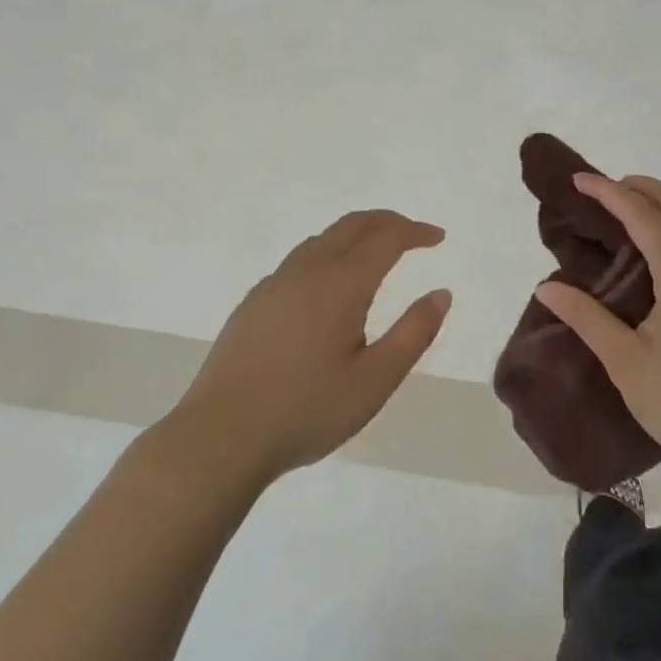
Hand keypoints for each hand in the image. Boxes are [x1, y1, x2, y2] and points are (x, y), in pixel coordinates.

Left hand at [169, 210, 450, 484]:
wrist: (219, 438)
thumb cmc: (306, 410)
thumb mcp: (375, 381)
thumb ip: (413, 333)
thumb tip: (441, 294)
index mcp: (342, 282)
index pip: (387, 237)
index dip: (416, 232)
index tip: (437, 237)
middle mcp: (309, 269)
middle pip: (354, 225)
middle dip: (388, 222)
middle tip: (413, 235)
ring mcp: (276, 282)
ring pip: (324, 238)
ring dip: (356, 235)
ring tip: (376, 255)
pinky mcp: (254, 301)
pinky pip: (301, 259)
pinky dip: (329, 253)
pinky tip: (329, 287)